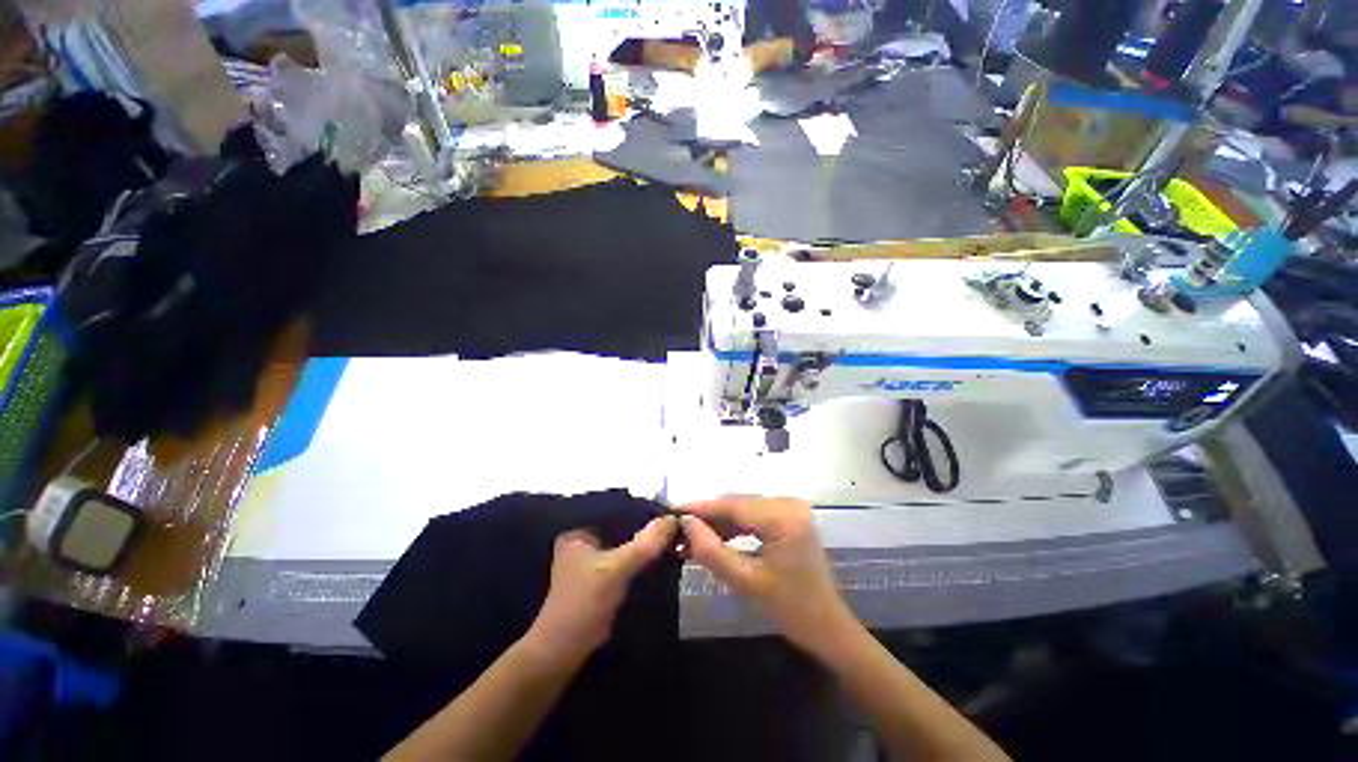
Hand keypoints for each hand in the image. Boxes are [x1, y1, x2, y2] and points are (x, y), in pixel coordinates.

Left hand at [524, 516, 677, 666]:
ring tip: (671, 535)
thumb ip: (644, 544)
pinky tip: (659, 555)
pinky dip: (639, 558)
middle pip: (621, 527)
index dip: (640, 508)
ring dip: (643, 542)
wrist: (564, 652)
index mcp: (578, 532)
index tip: (667, 509)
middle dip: (644, 526)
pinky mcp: (599, 577)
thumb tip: (672, 519)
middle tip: (673, 522)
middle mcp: (583, 541)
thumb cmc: (583, 604)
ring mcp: (591, 561)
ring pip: (624, 543)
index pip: (615, 510)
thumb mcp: (615, 569)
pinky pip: (624, 559)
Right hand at [678, 496, 855, 658]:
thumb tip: (685, 523)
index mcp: (783, 517)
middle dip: (706, 517)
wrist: (828, 628)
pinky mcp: (789, 517)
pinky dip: (733, 527)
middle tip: (676, 529)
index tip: (671, 511)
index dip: (700, 508)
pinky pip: (753, 516)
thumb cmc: (791, 610)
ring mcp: (790, 509)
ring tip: (689, 538)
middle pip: (737, 504)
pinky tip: (713, 539)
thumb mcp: (746, 582)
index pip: (732, 505)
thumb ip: (712, 550)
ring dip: (717, 523)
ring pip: (742, 509)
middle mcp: (788, 504)